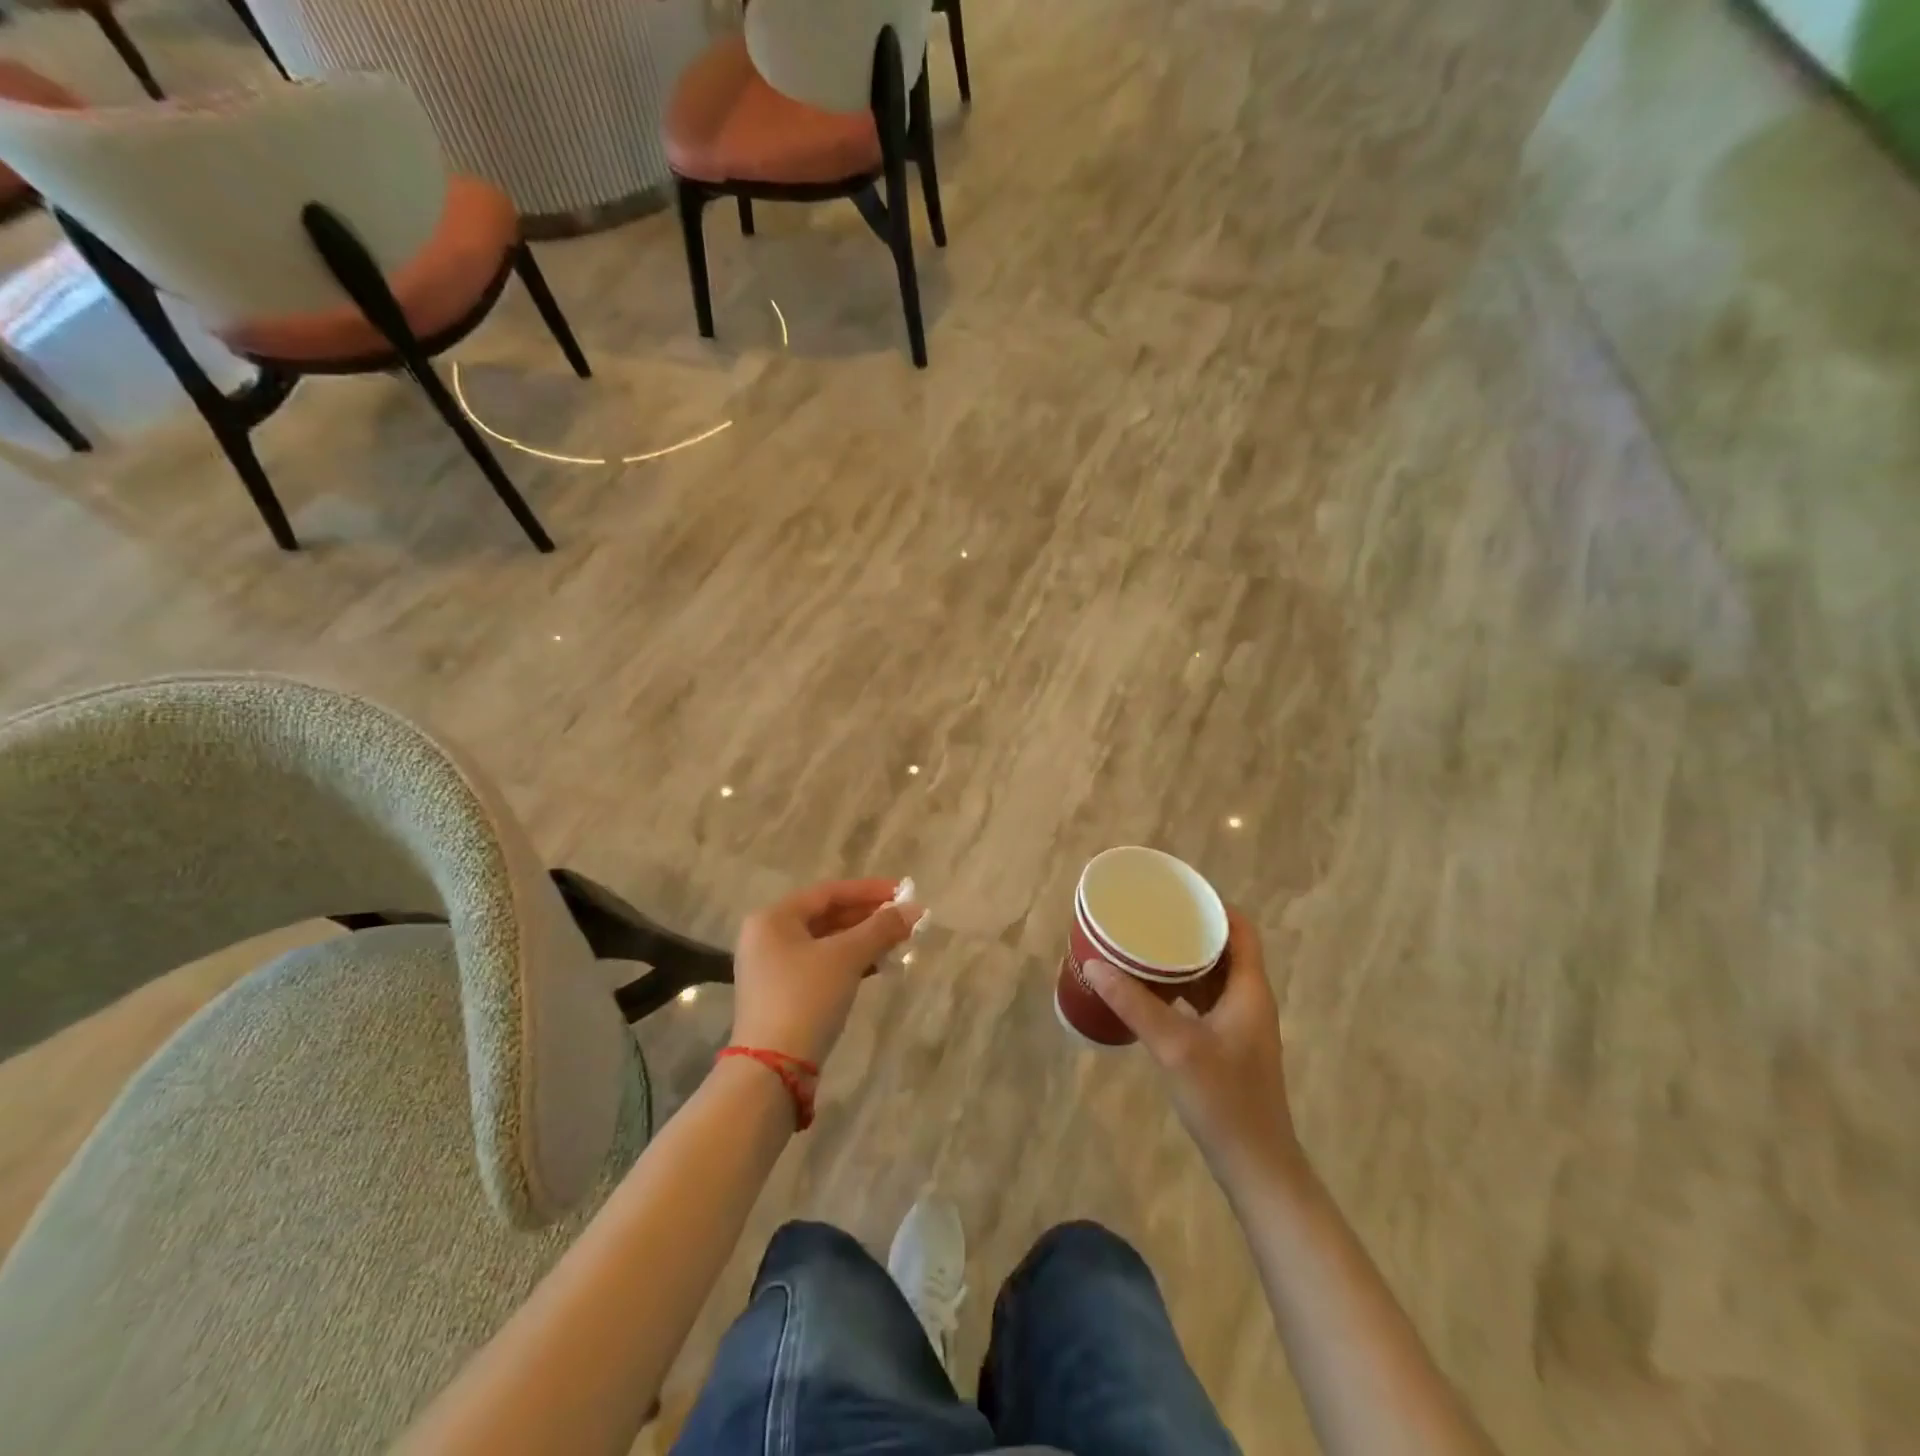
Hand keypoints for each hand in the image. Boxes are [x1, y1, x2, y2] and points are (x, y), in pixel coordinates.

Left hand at [729, 878, 922, 1068]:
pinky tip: (876, 968)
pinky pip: (821, 966)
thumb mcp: (847, 958)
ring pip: (826, 943)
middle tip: (904, 920)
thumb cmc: (806, 998)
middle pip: (826, 916)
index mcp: (773, 918)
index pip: (828, 892)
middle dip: (868, 917)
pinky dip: (849, 963)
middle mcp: (767, 937)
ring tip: (898, 943)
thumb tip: (916, 909)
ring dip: (862, 941)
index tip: (903, 892)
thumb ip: (881, 928)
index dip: (869, 890)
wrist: (773, 1070)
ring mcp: (772, 968)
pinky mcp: (782, 995)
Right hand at [1085, 908, 1303, 1189]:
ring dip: (1183, 959)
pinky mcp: (1229, 1045)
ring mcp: (1240, 1024)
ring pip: (1213, 975)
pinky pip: (1205, 999)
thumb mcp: (1174, 1046)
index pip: (1240, 928)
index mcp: (1249, 989)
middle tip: (1149, 917)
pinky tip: (1151, 991)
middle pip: (1224, 948)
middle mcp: (1249, 999)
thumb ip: (1134, 1003)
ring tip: (1144, 946)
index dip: (1212, 906)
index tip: (1175, 894)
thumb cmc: (1224, 1100)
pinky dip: (1181, 987)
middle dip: (1189, 929)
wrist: (1256, 1166)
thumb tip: (1094, 964)